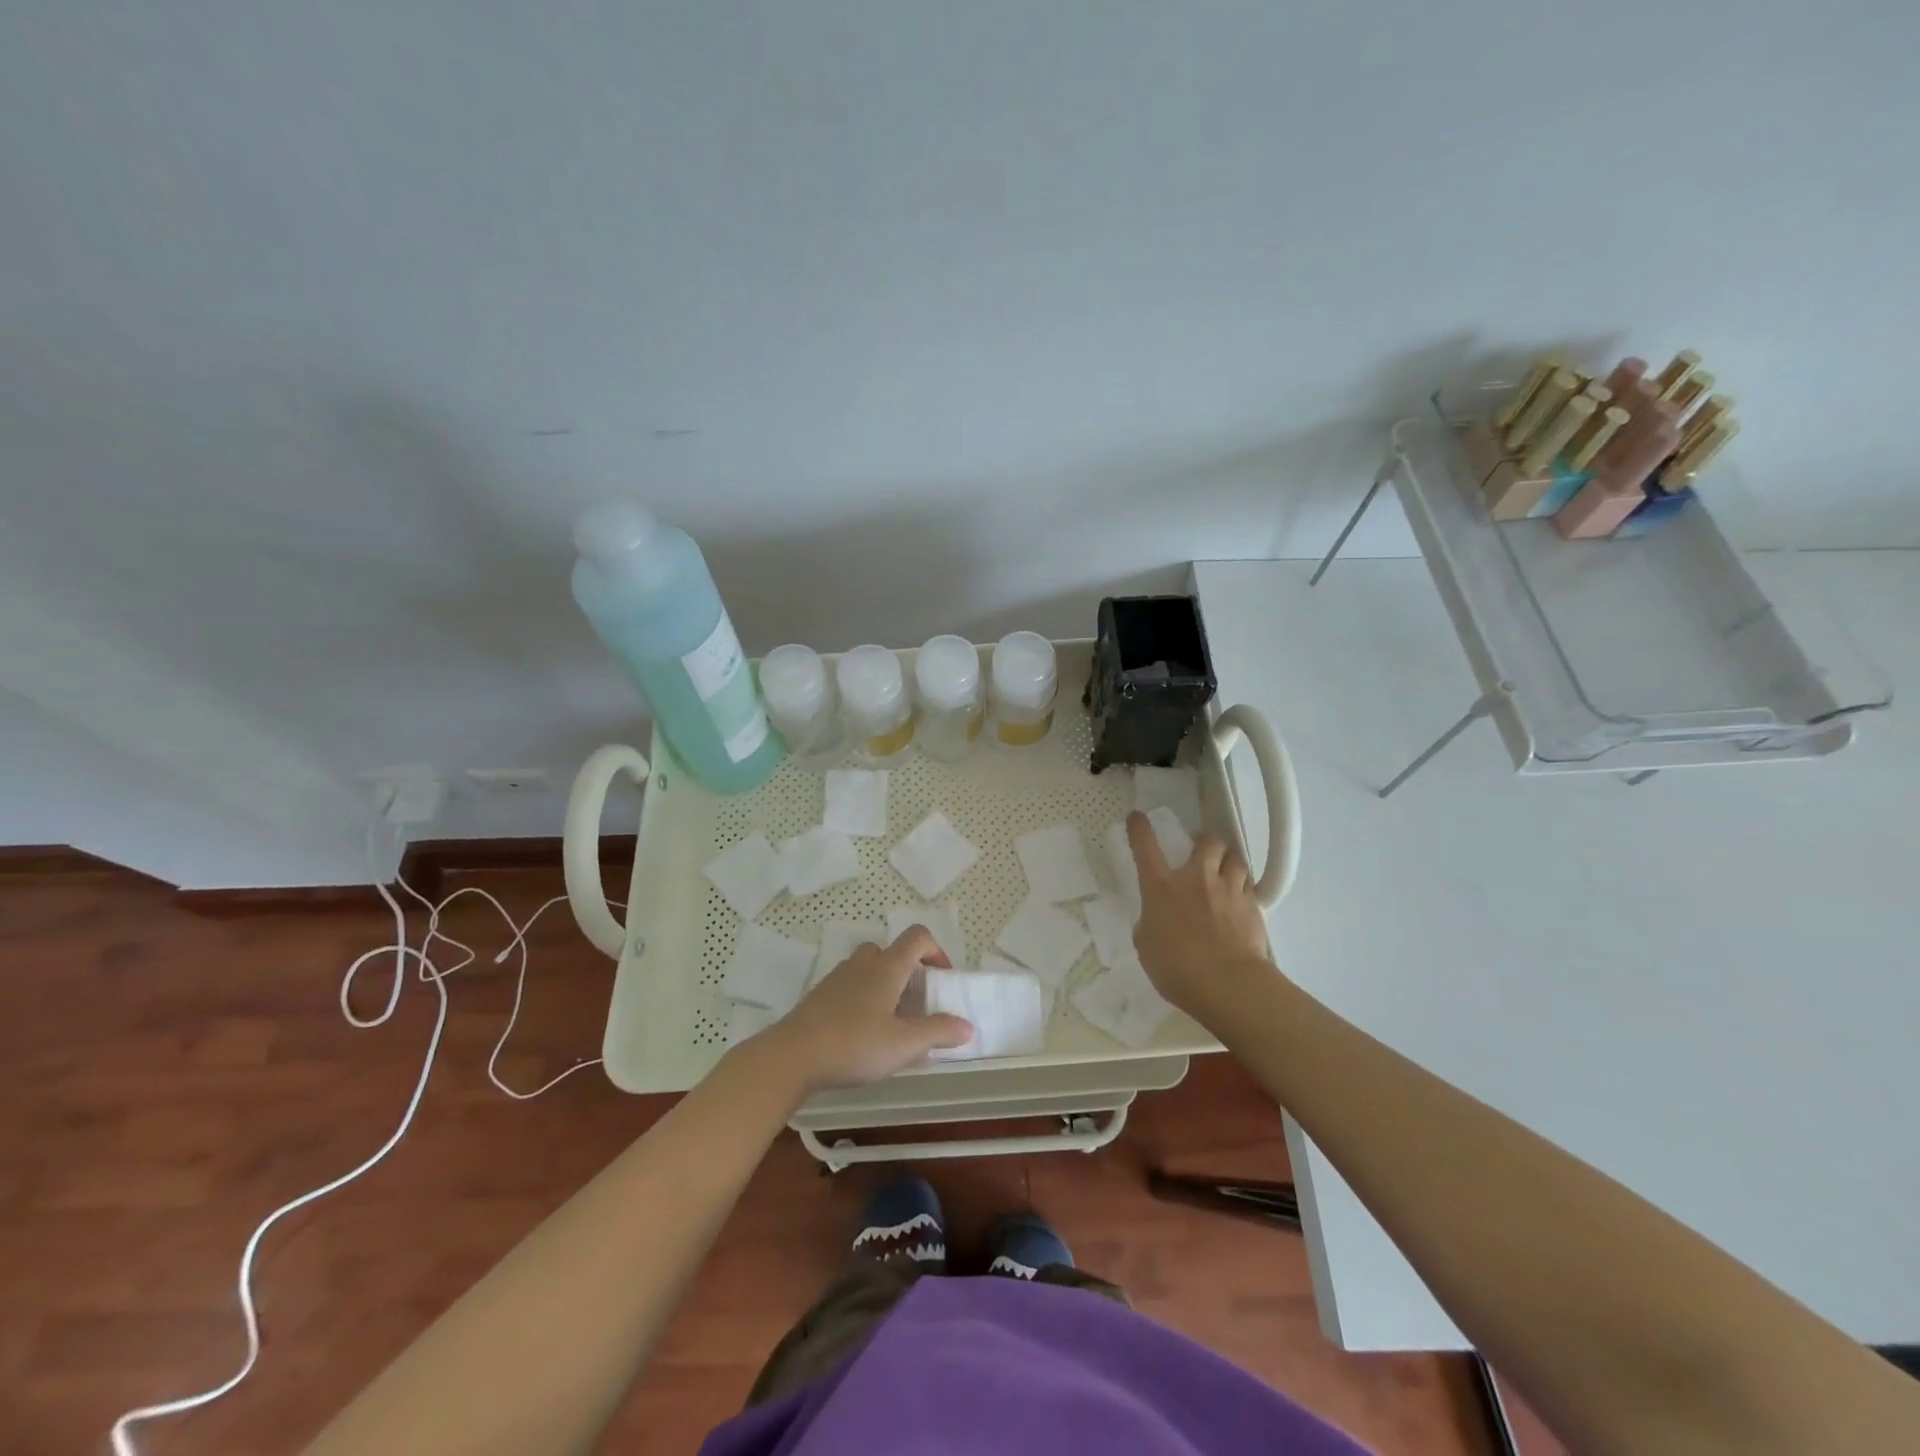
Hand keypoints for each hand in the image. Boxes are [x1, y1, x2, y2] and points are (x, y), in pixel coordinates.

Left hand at [752, 928, 971, 1093]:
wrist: (792, 1056)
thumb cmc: (854, 1044)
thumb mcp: (903, 1045)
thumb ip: (937, 1033)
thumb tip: (967, 1026)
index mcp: (887, 967)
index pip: (917, 937)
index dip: (936, 951)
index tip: (942, 979)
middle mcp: (863, 963)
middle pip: (892, 950)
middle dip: (908, 970)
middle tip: (916, 1003)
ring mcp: (837, 977)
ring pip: (869, 967)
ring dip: (885, 983)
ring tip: (890, 1018)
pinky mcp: (820, 994)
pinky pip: (850, 984)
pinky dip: (863, 996)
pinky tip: (861, 1030)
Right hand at [1127, 811, 1275, 1023]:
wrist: (1228, 985)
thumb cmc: (1177, 968)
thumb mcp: (1147, 946)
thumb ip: (1151, 924)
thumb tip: (1157, 919)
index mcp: (1162, 887)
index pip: (1146, 847)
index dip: (1140, 829)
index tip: (1138, 817)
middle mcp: (1196, 878)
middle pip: (1208, 841)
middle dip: (1205, 841)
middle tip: (1203, 851)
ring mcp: (1228, 889)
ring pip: (1235, 858)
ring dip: (1228, 862)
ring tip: (1225, 872)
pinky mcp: (1252, 906)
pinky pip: (1249, 886)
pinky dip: (1242, 888)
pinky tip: (1239, 902)